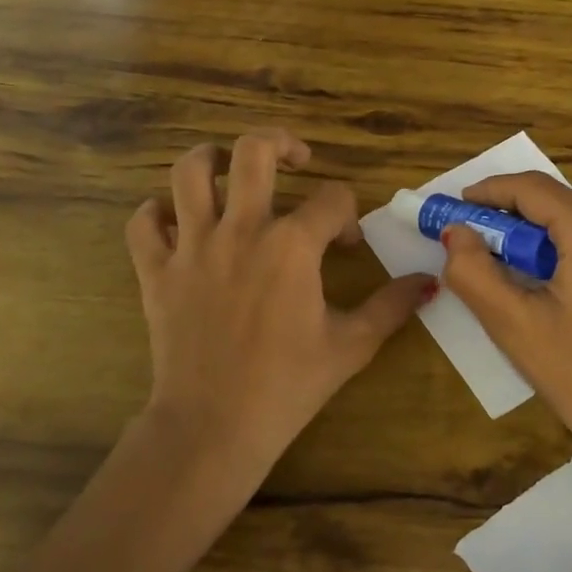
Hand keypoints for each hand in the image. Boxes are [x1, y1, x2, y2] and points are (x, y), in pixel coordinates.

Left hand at [125, 130, 434, 486]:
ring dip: (211, 159)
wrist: (214, 428)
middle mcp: (241, 230)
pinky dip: (157, 214)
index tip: (347, 244)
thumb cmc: (288, 386)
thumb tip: (428, 281)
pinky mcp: (156, 271)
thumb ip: (392, 306)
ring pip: (189, 172)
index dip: (348, 214)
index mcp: (292, 245)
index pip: (332, 198)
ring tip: (229, 169)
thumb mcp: (351, 346)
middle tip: (295, 160)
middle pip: (253, 151)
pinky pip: (143, 223)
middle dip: (280, 143)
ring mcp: (192, 247)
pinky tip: (176, 223)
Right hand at [437, 172, 571, 534]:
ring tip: (535, 269)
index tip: (463, 205)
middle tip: (491, 243)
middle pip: (566, 200)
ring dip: (558, 230)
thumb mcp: (512, 325)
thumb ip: (472, 270)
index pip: (533, 189)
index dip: (491, 191)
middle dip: (523, 215)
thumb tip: (456, 232)